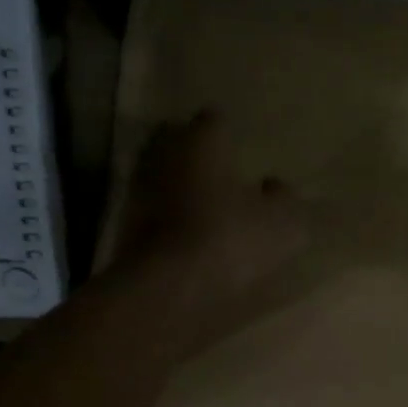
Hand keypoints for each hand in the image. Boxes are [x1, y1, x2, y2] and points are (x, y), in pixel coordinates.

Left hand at [106, 111, 307, 350]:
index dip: (227, 132)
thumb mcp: (282, 222)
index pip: (213, 120)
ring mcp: (139, 188)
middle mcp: (164, 153)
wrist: (168, 287)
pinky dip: (165, 213)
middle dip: (193, 149)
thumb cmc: (231, 239)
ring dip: (176, 182)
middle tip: (216, 167)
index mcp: (203, 141)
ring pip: (159, 172)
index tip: (238, 147)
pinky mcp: (125, 224)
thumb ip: (282, 198)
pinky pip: (150, 207)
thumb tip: (274, 186)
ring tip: (200, 201)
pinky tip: (184, 231)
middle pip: (175, 138)